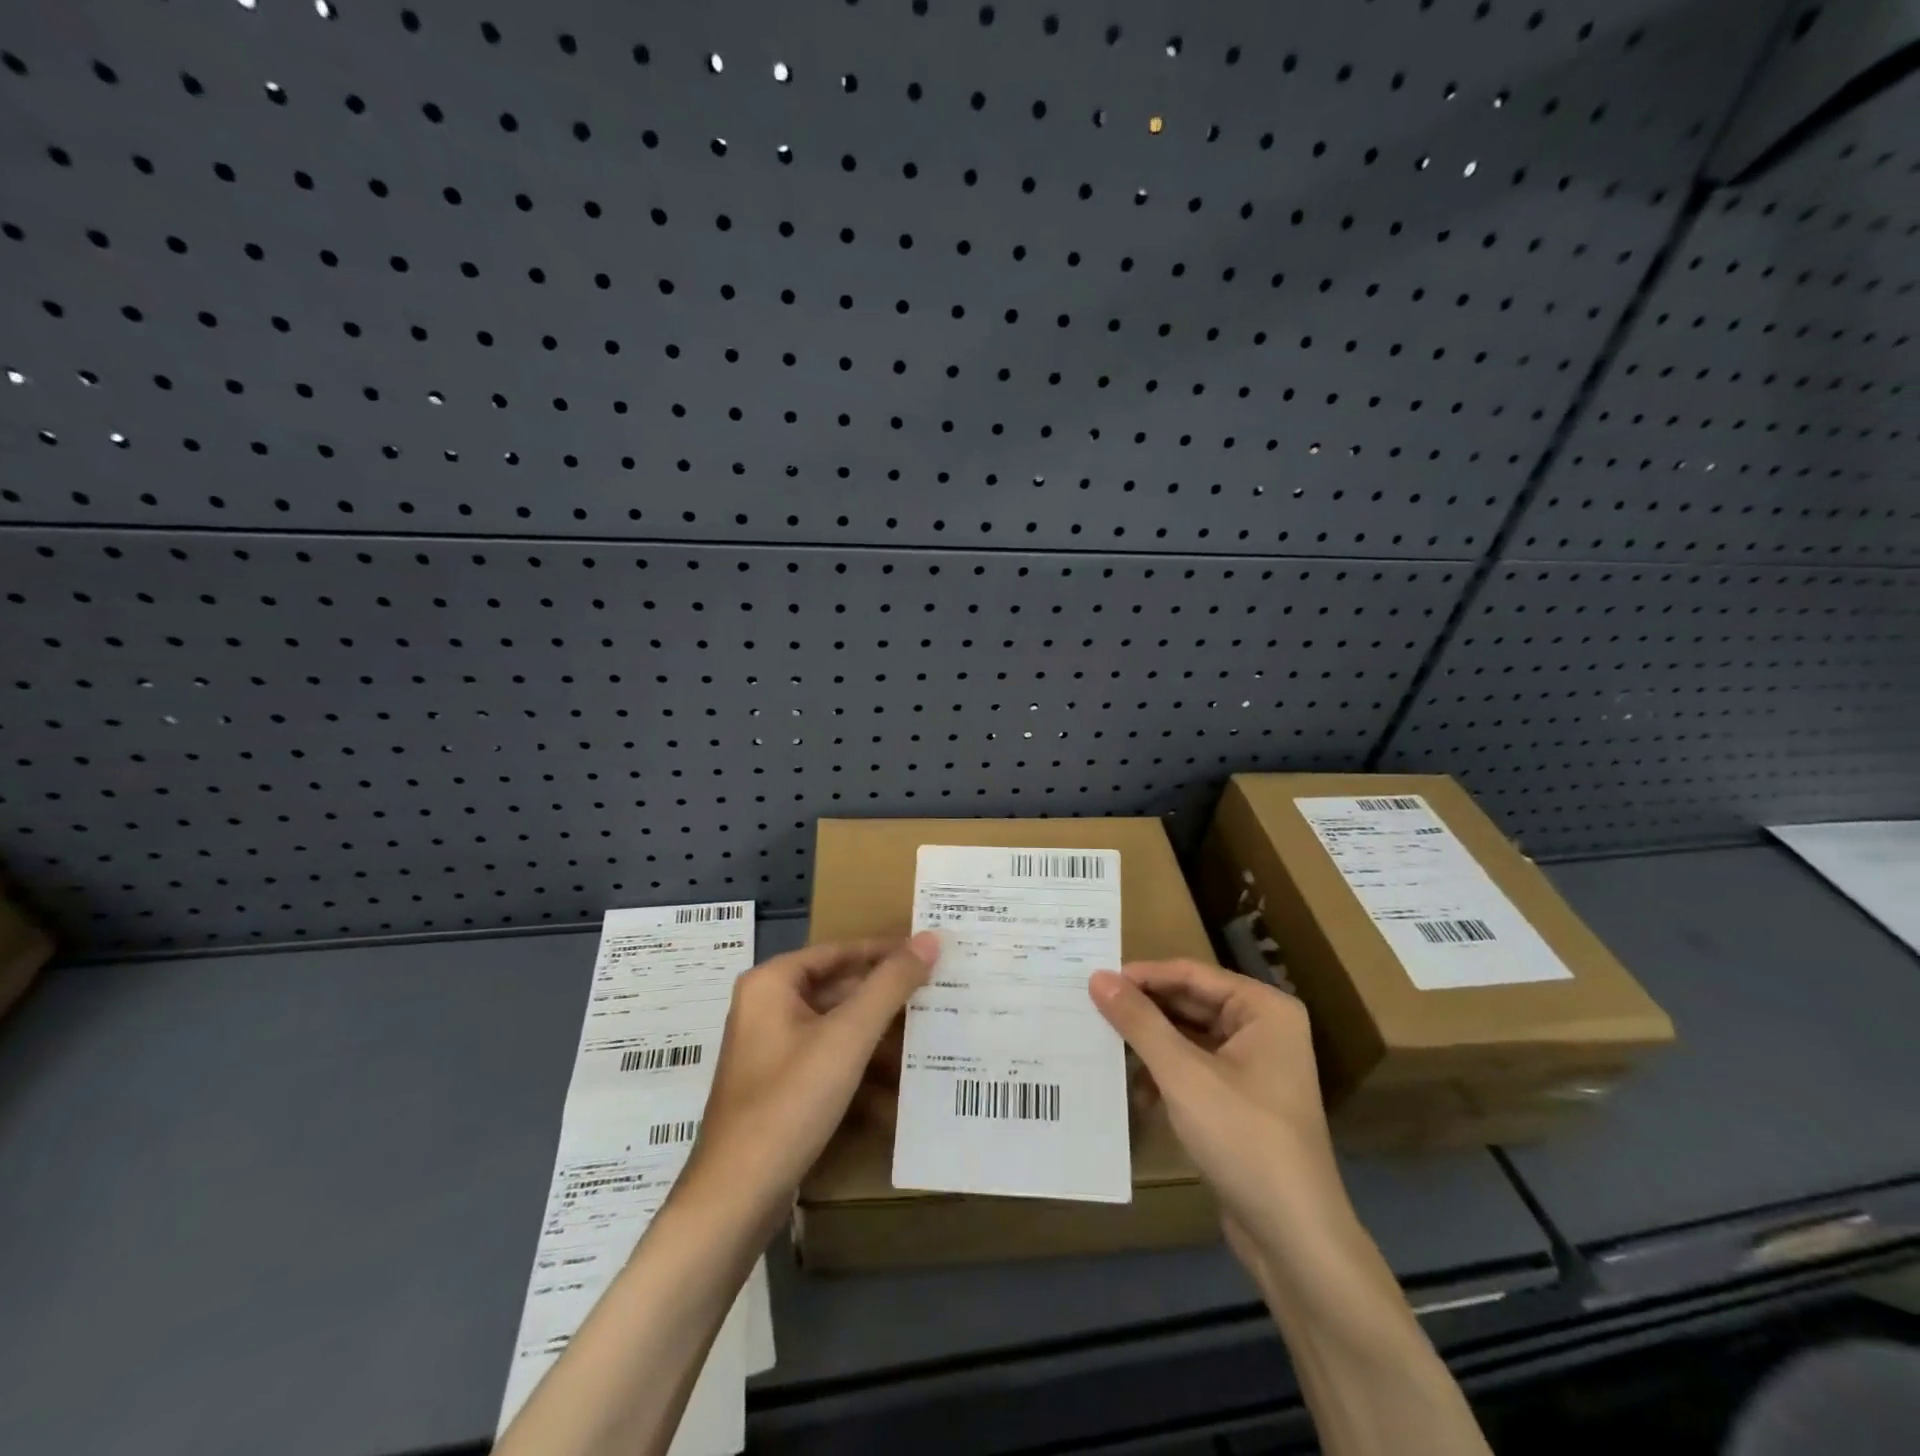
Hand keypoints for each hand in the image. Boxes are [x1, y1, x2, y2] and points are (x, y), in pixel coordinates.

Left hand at [687, 934, 938, 1219]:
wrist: (736, 1197)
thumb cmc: (790, 1101)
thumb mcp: (848, 1036)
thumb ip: (890, 985)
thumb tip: (930, 938)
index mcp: (771, 983)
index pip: (840, 951)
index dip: (886, 950)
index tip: (929, 950)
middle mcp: (766, 1007)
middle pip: (837, 987)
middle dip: (884, 994)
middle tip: (936, 990)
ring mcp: (770, 1049)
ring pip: (835, 1025)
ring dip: (877, 1030)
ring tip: (926, 1031)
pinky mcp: (779, 1086)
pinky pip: (827, 1057)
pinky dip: (859, 1062)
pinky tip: (898, 1078)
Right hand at [1089, 960, 1351, 1271]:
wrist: (1295, 1239)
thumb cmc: (1244, 1138)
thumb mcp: (1183, 1074)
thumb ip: (1139, 1022)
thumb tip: (1098, 977)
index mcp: (1263, 1009)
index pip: (1191, 974)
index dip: (1142, 976)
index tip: (1094, 980)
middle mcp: (1263, 1029)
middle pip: (1190, 1004)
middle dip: (1144, 1012)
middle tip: (1090, 1009)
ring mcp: (1254, 1067)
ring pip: (1188, 1038)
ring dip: (1150, 1046)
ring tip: (1102, 1046)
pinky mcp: (1242, 1101)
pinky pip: (1194, 1069)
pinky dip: (1164, 1076)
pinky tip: (1133, 1092)